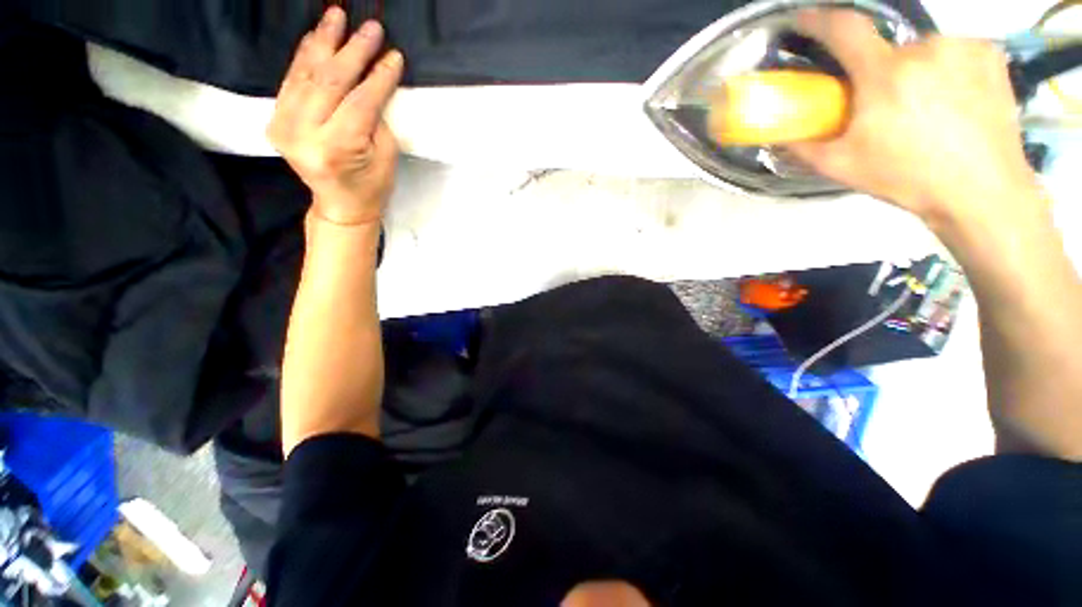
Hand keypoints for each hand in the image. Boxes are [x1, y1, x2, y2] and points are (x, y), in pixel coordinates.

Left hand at [268, 8, 403, 225]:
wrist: (341, 205)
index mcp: (337, 148)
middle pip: (329, 81)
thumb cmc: (371, 186)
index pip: (360, 101)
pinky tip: (316, 37)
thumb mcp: (386, 157)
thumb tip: (374, 80)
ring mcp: (284, 125)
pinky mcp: (275, 120)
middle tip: (371, 27)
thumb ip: (377, 118)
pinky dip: (304, 56)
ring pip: (305, 74)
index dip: (378, 76)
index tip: (394, 55)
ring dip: (323, 42)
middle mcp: (304, 133)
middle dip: (352, 51)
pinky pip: (290, 81)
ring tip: (337, 16)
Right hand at [789, 11, 1037, 226]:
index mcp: (886, 75)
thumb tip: (777, 136)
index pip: (845, 29)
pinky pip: (953, 52)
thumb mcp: (842, 166)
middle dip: (878, 73)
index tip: (804, 22)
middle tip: (883, 106)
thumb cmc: (907, 178)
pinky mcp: (990, 54)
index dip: (819, 20)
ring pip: (922, 52)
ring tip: (922, 108)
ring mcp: (962, 47)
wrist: (982, 192)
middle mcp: (925, 49)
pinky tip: (952, 99)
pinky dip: (944, 69)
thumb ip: (804, 147)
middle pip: (886, 50)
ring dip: (913, 71)